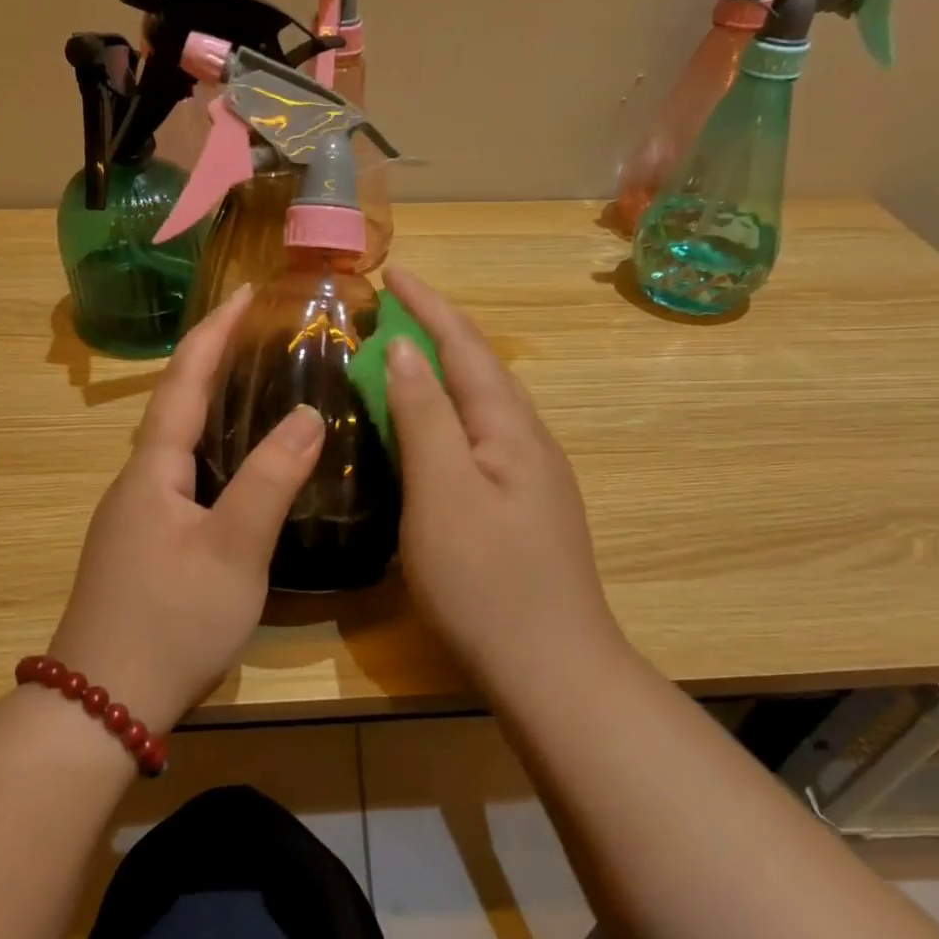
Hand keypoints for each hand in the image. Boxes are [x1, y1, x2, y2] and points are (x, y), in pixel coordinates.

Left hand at [49, 287, 323, 729]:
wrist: (104, 704)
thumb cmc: (171, 620)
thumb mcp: (233, 550)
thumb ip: (269, 480)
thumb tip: (306, 415)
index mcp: (152, 471)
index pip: (183, 382)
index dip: (214, 333)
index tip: (247, 292)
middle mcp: (137, 483)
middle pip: (176, 406)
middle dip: (214, 361)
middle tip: (261, 334)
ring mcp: (137, 517)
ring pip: (179, 445)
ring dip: (212, 407)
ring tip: (257, 386)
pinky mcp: (145, 547)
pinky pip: (183, 478)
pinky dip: (213, 452)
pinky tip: (239, 468)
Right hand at [382, 265, 624, 688]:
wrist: (550, 667)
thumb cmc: (486, 580)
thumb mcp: (443, 492)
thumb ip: (425, 417)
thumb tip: (405, 351)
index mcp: (510, 427)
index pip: (465, 346)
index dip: (428, 306)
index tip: (392, 272)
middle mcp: (528, 441)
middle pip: (480, 369)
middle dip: (436, 332)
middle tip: (388, 313)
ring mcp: (530, 477)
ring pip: (481, 406)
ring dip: (443, 373)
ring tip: (401, 359)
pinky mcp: (522, 509)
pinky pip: (480, 440)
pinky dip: (448, 417)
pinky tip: (429, 433)